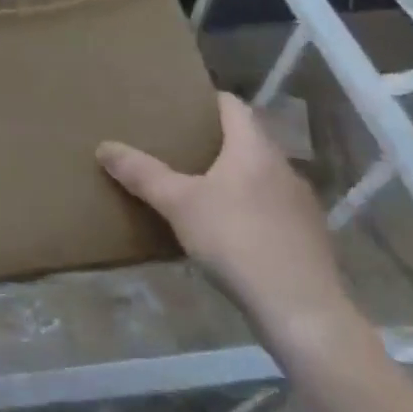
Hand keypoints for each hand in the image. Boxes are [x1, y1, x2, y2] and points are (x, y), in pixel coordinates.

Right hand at [98, 93, 362, 359]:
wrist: (302, 311)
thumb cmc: (237, 240)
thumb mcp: (178, 204)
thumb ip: (141, 173)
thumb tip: (104, 147)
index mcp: (254, 150)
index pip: (233, 106)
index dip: (206, 100)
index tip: (178, 103)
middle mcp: (283, 169)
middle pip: (247, 140)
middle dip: (214, 140)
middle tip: (176, 144)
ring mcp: (301, 205)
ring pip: (260, 175)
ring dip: (232, 174)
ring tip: (197, 184)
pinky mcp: (308, 238)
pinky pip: (271, 206)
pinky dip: (247, 205)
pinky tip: (226, 227)